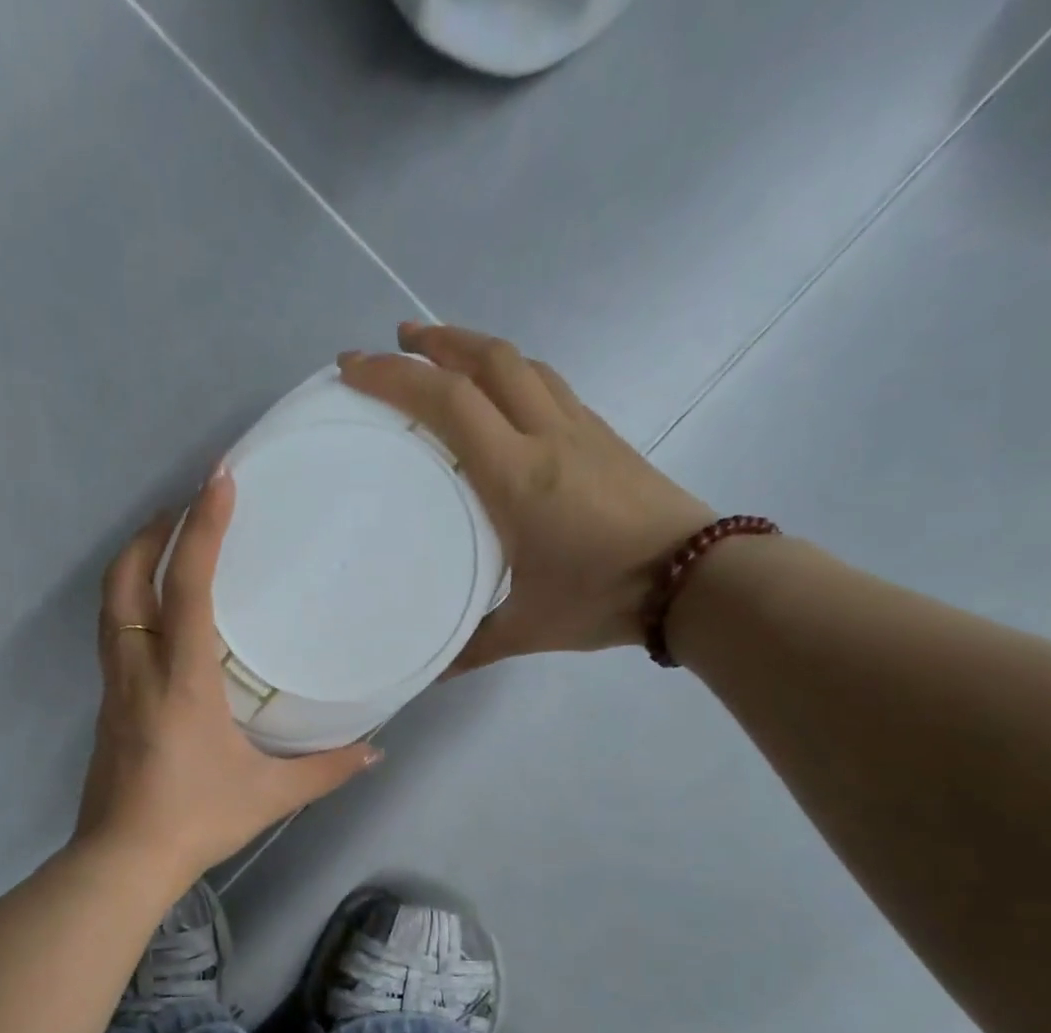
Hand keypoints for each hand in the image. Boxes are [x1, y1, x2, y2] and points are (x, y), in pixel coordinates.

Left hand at [75, 469, 382, 885]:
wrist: (123, 860)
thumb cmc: (197, 819)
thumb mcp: (270, 795)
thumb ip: (326, 770)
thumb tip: (375, 751)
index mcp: (182, 679)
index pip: (186, 585)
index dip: (203, 528)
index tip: (218, 479)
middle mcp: (139, 670)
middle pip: (125, 579)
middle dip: (151, 533)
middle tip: (184, 509)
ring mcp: (114, 687)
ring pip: (109, 606)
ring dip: (133, 564)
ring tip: (167, 547)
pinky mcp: (106, 707)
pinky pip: (112, 637)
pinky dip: (130, 604)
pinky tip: (157, 618)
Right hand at [340, 322, 715, 667]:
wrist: (696, 579)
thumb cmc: (604, 598)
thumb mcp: (528, 629)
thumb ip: (473, 646)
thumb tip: (432, 673)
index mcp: (516, 477)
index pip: (449, 403)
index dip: (396, 377)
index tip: (354, 368)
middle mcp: (546, 436)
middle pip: (487, 360)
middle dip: (434, 342)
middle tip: (395, 342)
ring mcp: (580, 429)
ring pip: (522, 364)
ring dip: (475, 347)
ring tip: (441, 351)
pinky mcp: (604, 435)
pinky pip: (549, 384)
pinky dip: (512, 373)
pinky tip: (501, 393)